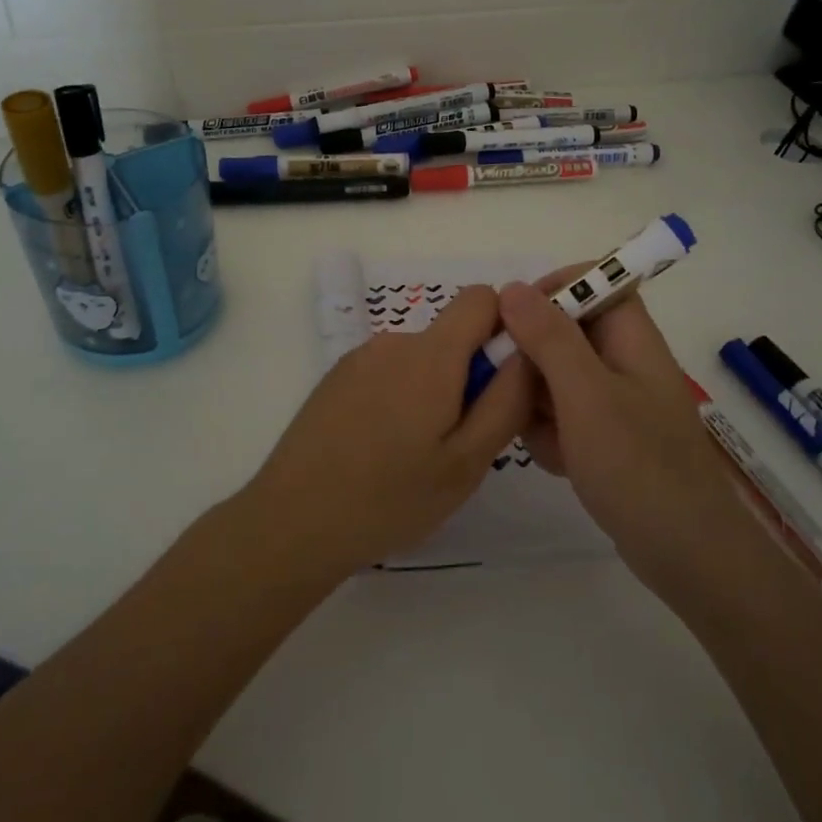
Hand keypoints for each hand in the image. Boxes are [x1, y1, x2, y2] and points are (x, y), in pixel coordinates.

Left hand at [239, 286, 533, 580]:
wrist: (292, 522)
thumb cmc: (389, 498)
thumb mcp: (466, 462)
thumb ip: (507, 401)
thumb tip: (530, 353)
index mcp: (430, 355)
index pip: (482, 299)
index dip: (505, 329)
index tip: (503, 382)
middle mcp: (392, 342)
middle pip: (451, 336)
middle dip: (469, 376)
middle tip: (458, 443)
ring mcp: (358, 359)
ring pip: (420, 360)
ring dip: (433, 393)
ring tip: (416, 456)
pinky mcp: (335, 380)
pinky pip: (388, 374)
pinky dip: (400, 400)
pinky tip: (381, 452)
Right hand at [498, 275, 752, 586]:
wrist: (685, 554)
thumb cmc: (637, 466)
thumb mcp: (585, 395)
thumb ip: (549, 338)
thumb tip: (513, 287)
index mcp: (631, 338)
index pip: (593, 281)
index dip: (552, 290)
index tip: (513, 320)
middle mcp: (624, 361)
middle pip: (565, 332)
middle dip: (533, 361)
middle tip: (517, 392)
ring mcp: (616, 402)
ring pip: (556, 377)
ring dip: (538, 404)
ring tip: (547, 439)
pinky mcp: (607, 437)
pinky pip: (563, 416)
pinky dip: (552, 435)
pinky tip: (559, 463)